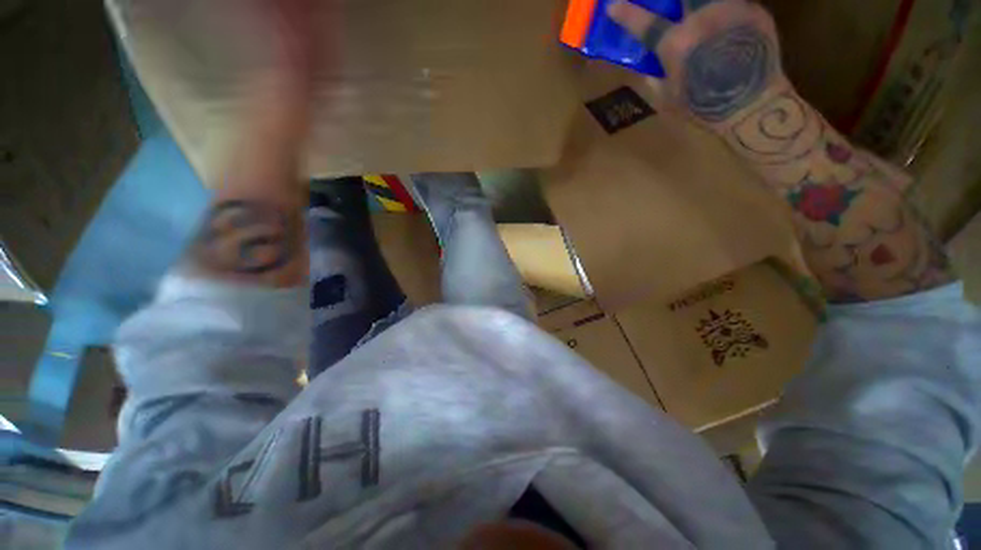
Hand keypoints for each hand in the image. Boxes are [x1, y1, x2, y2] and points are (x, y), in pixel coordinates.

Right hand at [608, 0, 787, 127]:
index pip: (645, 23)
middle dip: (673, 1)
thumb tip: (650, 66)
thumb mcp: (668, 99)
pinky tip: (728, 28)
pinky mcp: (755, 11)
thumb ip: (656, 78)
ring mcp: (731, 10)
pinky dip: (727, 11)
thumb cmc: (703, 107)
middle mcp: (702, 18)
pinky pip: (735, 3)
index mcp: (676, 43)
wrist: (752, 105)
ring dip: (703, 6)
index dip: (626, 13)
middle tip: (673, 8)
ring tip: (704, 19)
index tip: (613, 6)